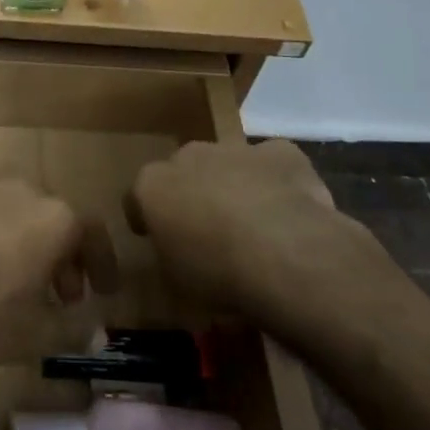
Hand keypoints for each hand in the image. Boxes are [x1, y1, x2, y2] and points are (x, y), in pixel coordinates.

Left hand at [0, 174, 119, 365]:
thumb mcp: (34, 334)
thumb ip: (72, 331)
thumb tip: (97, 334)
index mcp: (54, 217)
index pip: (93, 234)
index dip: (101, 264)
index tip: (102, 291)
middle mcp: (21, 188)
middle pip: (51, 219)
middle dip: (58, 256)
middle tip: (55, 294)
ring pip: (9, 210)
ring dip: (17, 240)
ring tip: (6, 277)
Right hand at [126, 141, 401, 331]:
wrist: (284, 255)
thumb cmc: (216, 274)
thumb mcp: (176, 279)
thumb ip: (172, 253)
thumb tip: (181, 251)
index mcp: (152, 186)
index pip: (137, 197)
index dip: (148, 219)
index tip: (159, 239)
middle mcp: (188, 156)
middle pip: (184, 172)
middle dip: (193, 194)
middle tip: (209, 230)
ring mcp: (234, 149)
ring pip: (228, 164)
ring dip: (234, 185)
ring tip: (255, 224)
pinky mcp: (280, 152)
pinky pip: (273, 165)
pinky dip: (278, 182)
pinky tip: (292, 212)